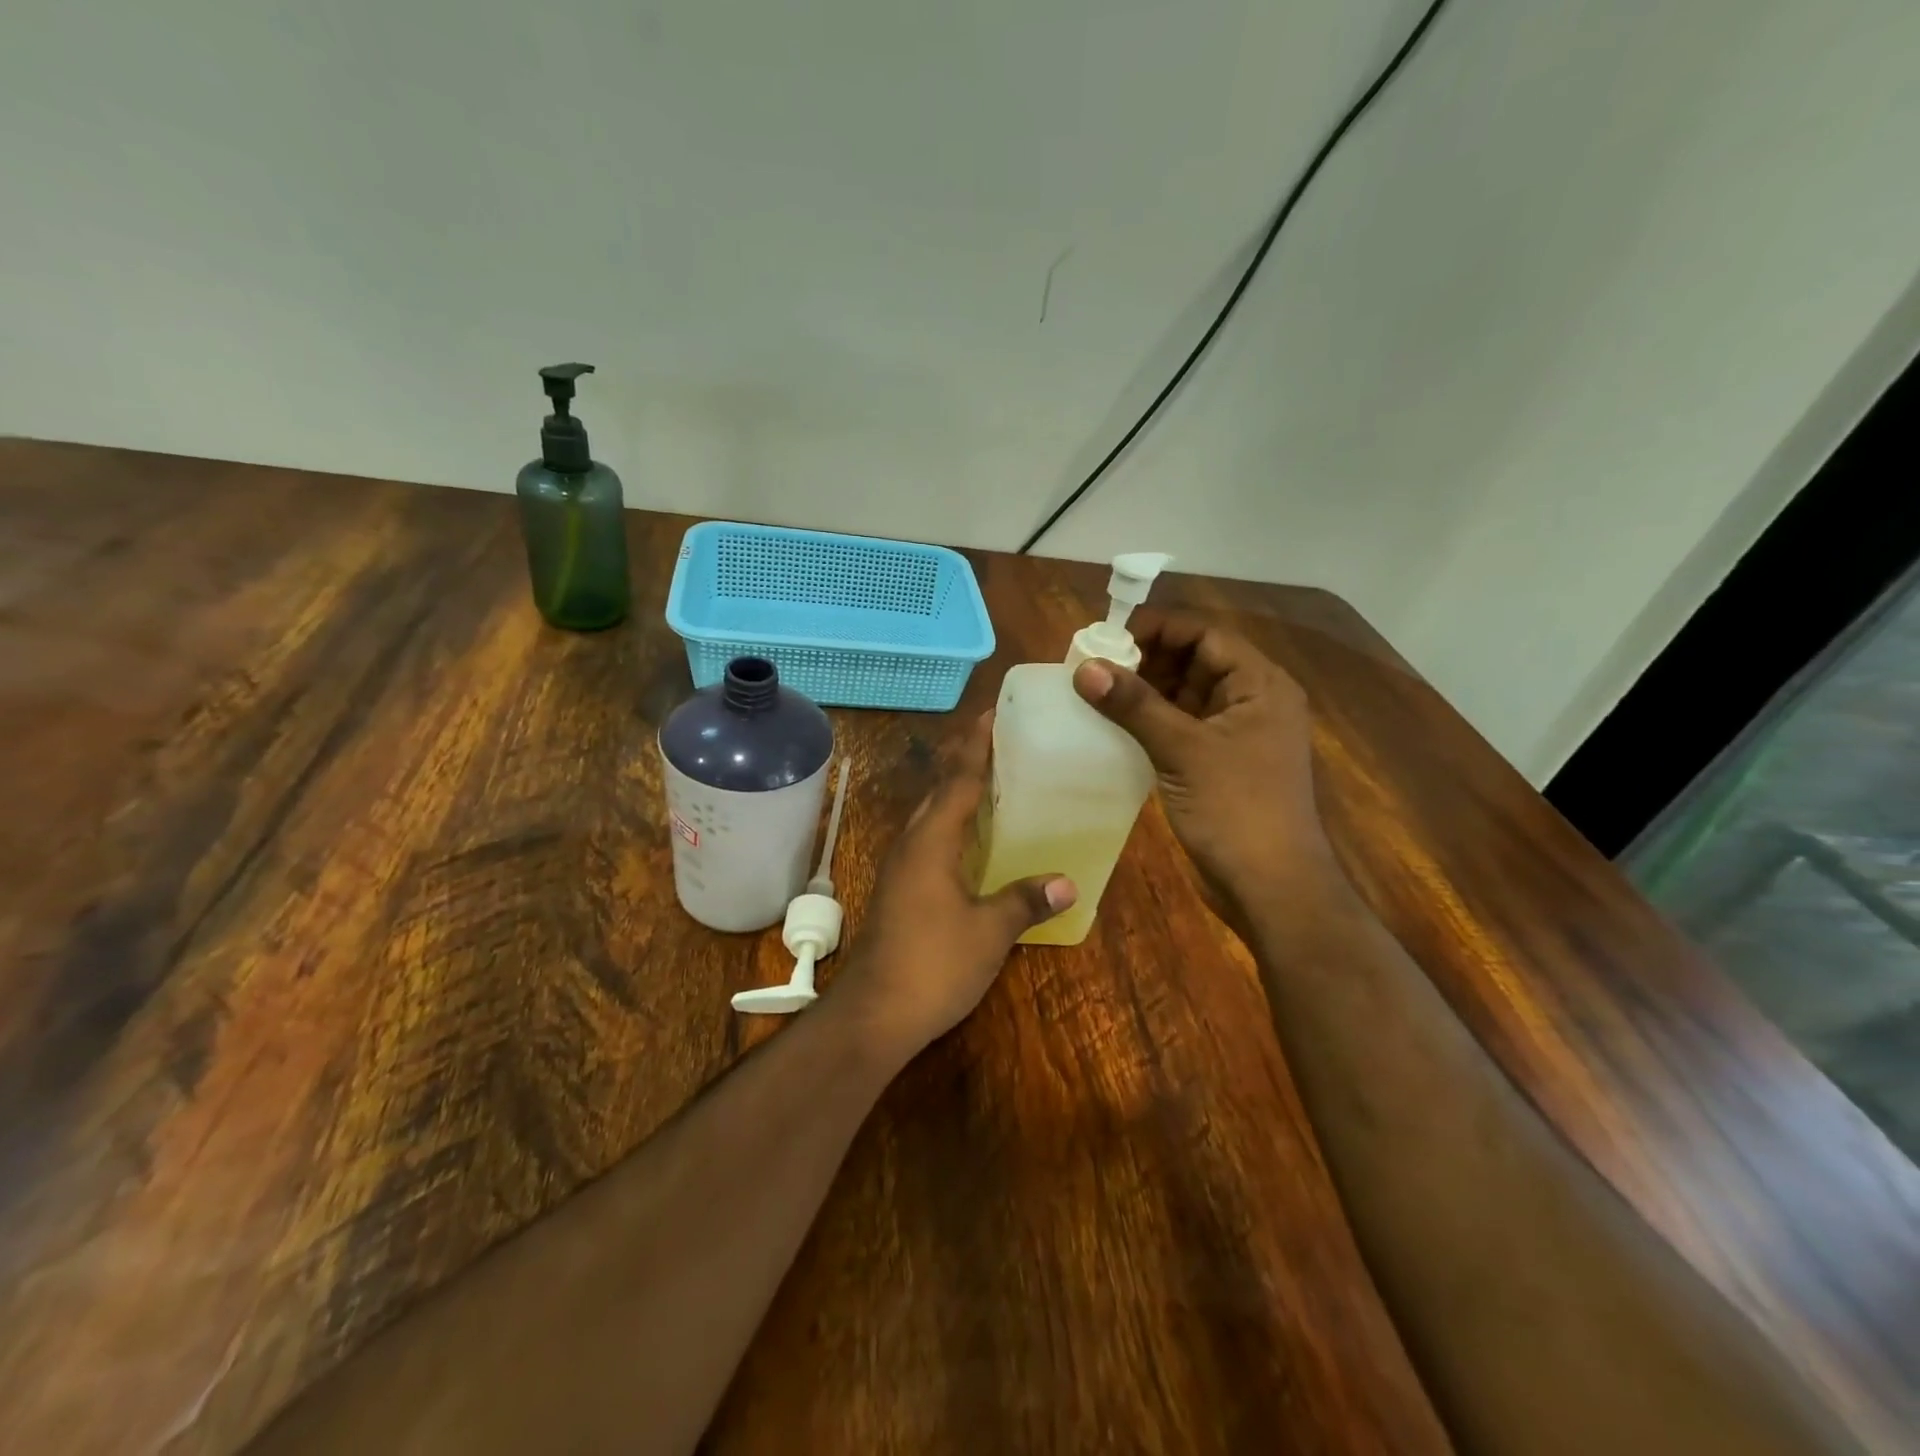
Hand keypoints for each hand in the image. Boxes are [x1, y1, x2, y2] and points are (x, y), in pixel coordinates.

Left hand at [833, 714, 1075, 1063]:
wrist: (874, 1014)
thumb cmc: (933, 965)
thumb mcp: (989, 933)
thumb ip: (1025, 901)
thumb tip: (1067, 882)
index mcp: (931, 841)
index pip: (958, 780)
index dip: (976, 746)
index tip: (992, 715)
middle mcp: (911, 844)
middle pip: (939, 790)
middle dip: (965, 761)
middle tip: (1000, 740)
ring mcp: (901, 868)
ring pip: (930, 815)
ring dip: (956, 792)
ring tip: (991, 778)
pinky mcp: (899, 889)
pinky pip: (928, 839)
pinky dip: (951, 824)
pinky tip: (971, 839)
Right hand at [1072, 612, 1334, 926]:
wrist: (1270, 887)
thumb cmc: (1236, 809)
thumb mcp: (1182, 750)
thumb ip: (1134, 705)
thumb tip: (1085, 668)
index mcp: (1260, 685)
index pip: (1205, 636)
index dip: (1158, 629)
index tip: (1107, 637)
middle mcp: (1252, 702)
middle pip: (1195, 662)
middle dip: (1146, 660)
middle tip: (1093, 666)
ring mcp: (1236, 736)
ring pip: (1185, 696)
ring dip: (1145, 692)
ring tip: (1095, 691)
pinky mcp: (1219, 765)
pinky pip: (1181, 728)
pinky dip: (1151, 722)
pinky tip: (1114, 726)